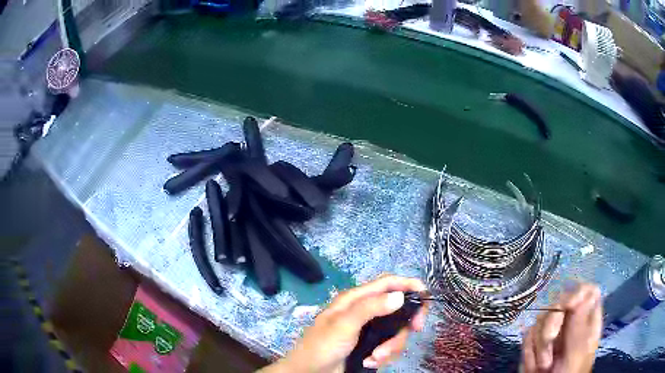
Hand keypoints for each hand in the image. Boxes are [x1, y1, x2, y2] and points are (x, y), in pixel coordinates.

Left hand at [260, 275, 427, 372]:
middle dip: (406, 322)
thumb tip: (400, 296)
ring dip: (392, 346)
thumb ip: (370, 308)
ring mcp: (369, 330)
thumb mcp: (343, 325)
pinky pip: (390, 346)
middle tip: (416, 329)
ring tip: (375, 358)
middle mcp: (365, 312)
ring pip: (396, 330)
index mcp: (356, 299)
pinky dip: (385, 355)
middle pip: (399, 308)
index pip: (388, 283)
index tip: (425, 296)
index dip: (409, 285)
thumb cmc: (322, 346)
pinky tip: (370, 362)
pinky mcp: (371, 346)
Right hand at [521, 283, 601, 372]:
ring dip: (538, 347)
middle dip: (550, 327)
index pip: (588, 291)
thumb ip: (580, 329)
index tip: (567, 305)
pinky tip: (534, 367)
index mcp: (588, 322)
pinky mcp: (536, 341)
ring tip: (543, 367)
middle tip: (549, 346)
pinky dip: (529, 353)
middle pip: (560, 302)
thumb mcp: (576, 356)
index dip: (577, 292)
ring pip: (540, 319)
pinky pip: (527, 335)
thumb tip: (585, 292)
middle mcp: (571, 321)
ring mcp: (553, 330)